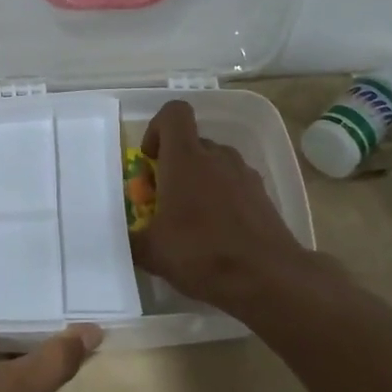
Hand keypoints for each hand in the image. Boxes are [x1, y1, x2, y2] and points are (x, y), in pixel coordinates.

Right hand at [129, 100, 308, 312]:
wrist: (268, 278)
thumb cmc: (202, 253)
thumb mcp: (152, 252)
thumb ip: (132, 239)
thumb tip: (123, 237)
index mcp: (186, 158)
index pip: (174, 113)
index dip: (157, 128)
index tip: (150, 160)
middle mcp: (217, 156)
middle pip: (193, 143)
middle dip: (175, 166)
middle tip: (164, 202)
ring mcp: (245, 174)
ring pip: (215, 164)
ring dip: (199, 182)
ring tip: (191, 222)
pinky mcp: (263, 196)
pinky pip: (235, 186)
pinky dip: (222, 200)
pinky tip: (217, 235)